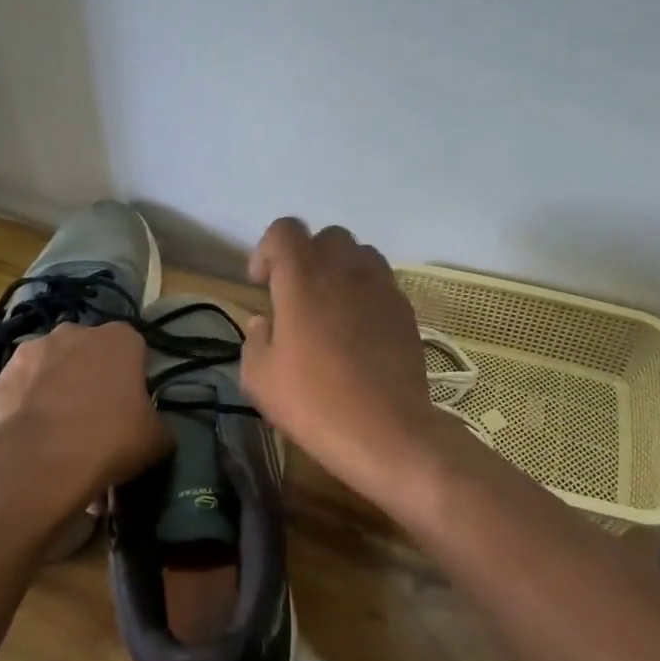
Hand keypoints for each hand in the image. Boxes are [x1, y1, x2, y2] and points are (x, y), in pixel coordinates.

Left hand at [0, 322, 169, 505]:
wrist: (41, 461)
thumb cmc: (111, 439)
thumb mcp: (156, 438)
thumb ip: (156, 422)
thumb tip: (149, 427)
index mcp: (120, 338)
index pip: (133, 349)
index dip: (132, 376)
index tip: (130, 405)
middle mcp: (75, 332)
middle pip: (88, 352)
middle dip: (90, 375)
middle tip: (94, 416)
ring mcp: (31, 350)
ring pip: (50, 367)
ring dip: (55, 387)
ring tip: (57, 432)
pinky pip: (20, 390)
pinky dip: (25, 407)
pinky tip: (30, 439)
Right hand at [241, 218, 452, 502]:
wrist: (387, 431)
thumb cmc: (315, 402)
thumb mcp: (260, 379)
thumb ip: (255, 340)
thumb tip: (264, 322)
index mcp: (303, 276)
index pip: (284, 230)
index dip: (267, 250)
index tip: (262, 284)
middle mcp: (345, 269)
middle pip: (326, 237)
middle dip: (307, 257)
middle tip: (296, 296)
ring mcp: (381, 286)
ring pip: (360, 255)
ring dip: (340, 270)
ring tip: (330, 308)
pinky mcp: (405, 309)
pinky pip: (381, 283)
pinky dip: (365, 293)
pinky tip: (358, 331)